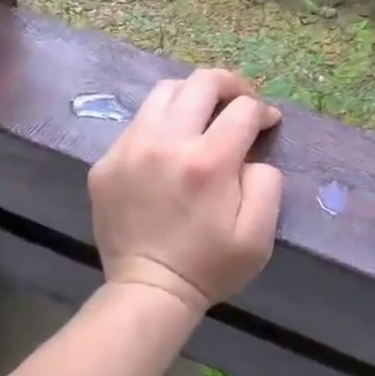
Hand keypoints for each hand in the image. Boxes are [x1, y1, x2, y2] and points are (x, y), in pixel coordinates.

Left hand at [88, 69, 282, 316]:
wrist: (147, 293)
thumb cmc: (210, 265)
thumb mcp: (259, 233)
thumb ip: (267, 181)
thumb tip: (253, 152)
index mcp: (208, 162)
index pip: (244, 108)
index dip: (263, 111)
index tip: (267, 123)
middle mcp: (166, 143)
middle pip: (202, 82)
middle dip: (230, 85)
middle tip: (240, 103)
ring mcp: (130, 149)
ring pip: (166, 91)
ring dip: (193, 95)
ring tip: (204, 115)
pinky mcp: (106, 161)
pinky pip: (140, 121)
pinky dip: (162, 122)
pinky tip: (171, 145)